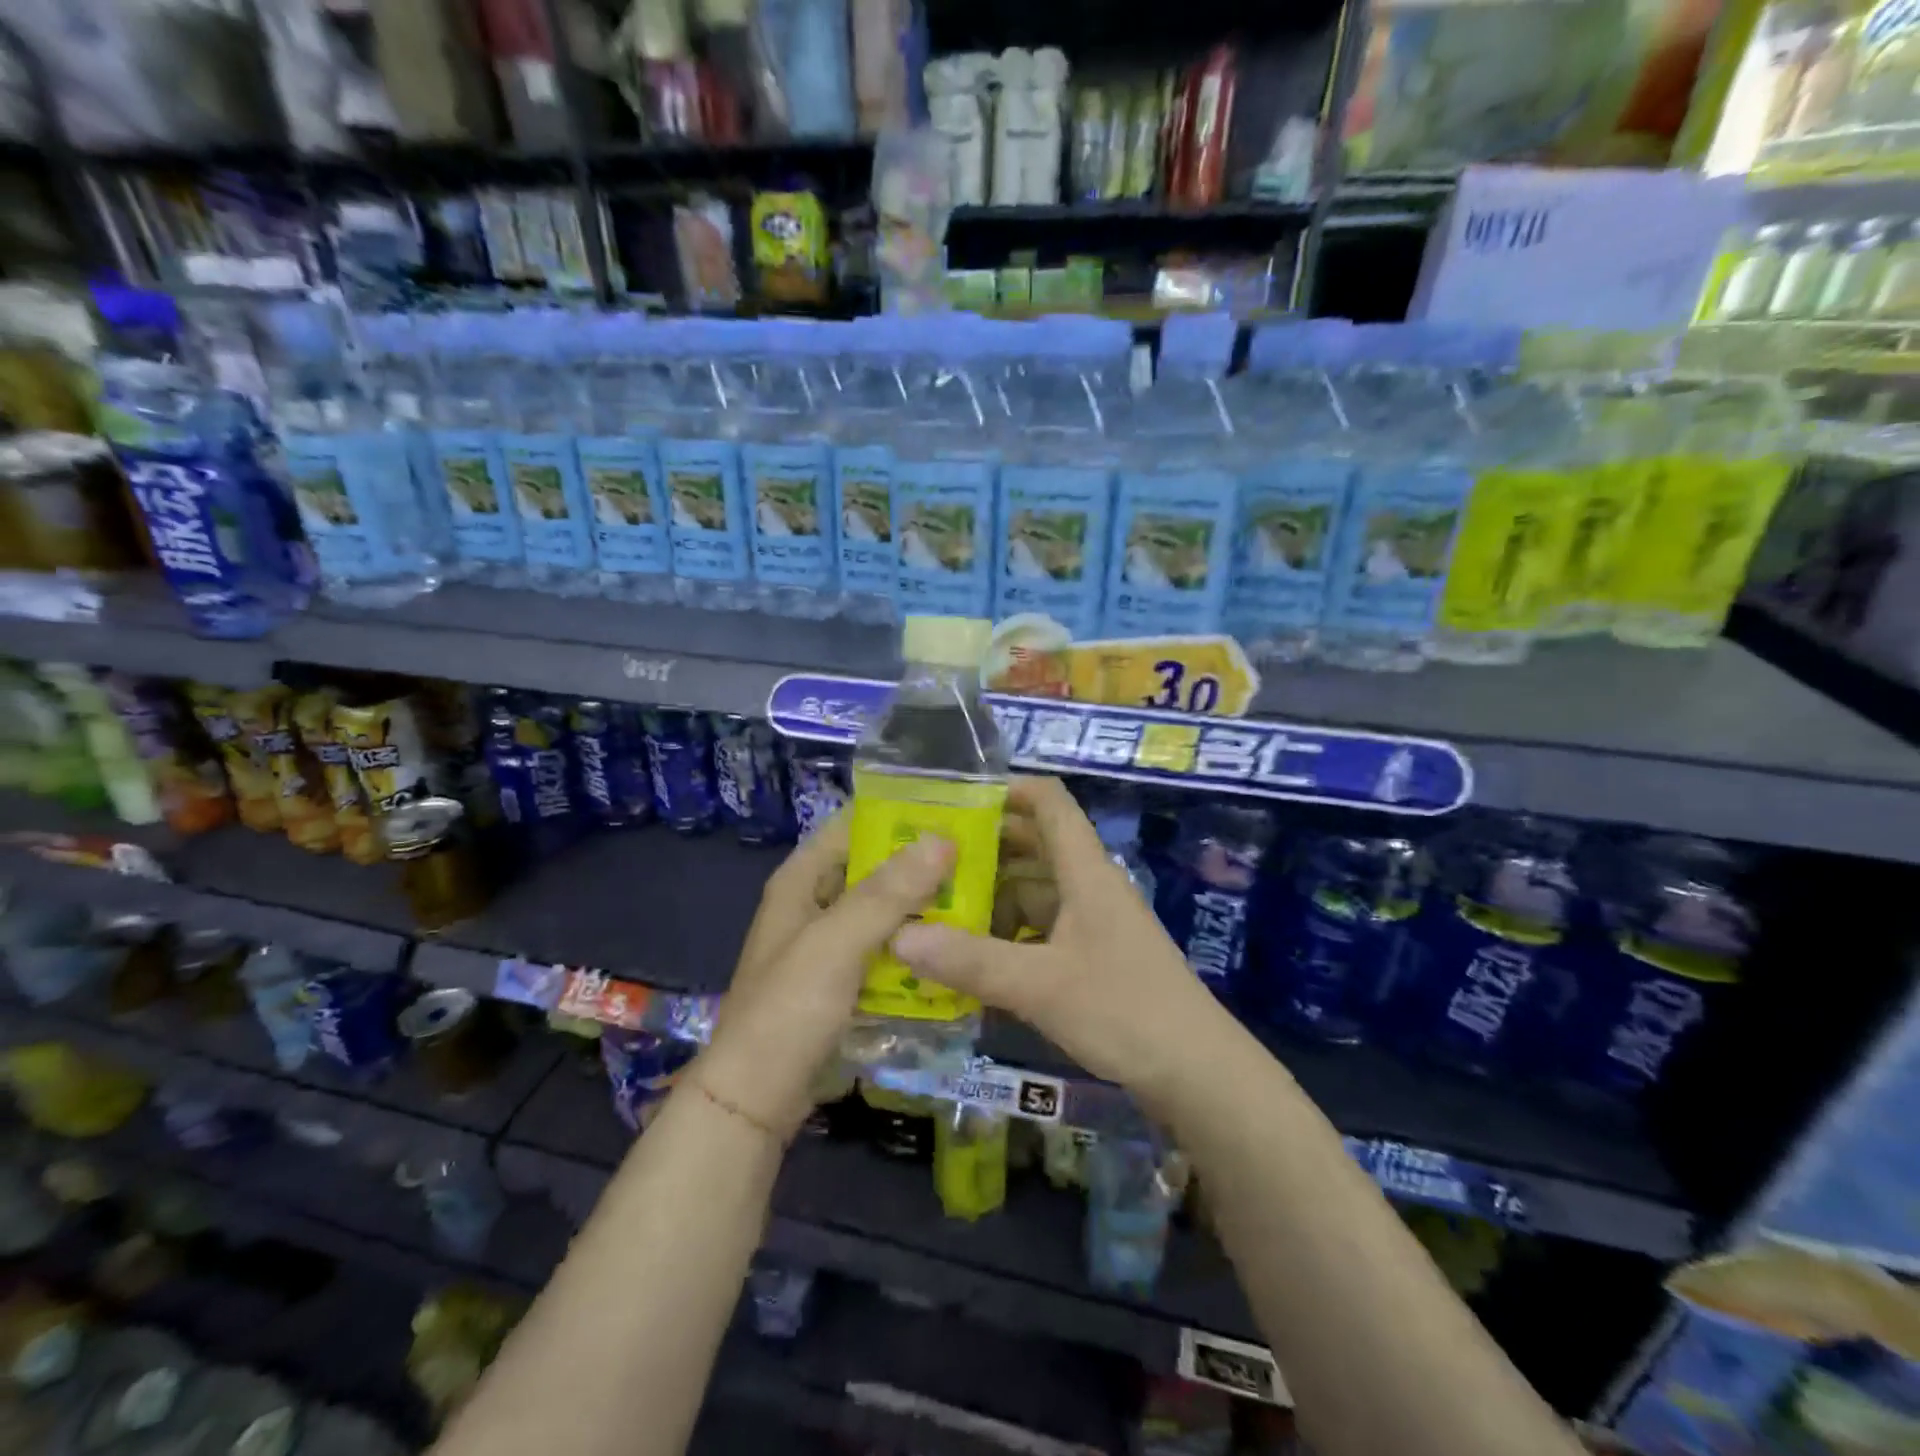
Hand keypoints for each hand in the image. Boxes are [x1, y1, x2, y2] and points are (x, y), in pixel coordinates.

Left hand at [696, 816, 954, 1137]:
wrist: (757, 1099)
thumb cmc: (789, 1009)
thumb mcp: (837, 943)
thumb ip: (887, 892)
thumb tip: (942, 840)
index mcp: (801, 881)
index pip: (851, 825)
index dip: (897, 813)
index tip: (952, 810)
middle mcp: (815, 903)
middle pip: (873, 868)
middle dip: (920, 863)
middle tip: (981, 856)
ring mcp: (830, 944)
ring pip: (884, 911)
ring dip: (922, 905)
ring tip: (980, 895)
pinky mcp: (844, 980)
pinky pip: (886, 949)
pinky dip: (913, 944)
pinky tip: (952, 945)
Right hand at [890, 776, 1230, 1111]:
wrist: (1196, 1073)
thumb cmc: (1123, 1011)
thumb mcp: (1038, 984)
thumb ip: (970, 960)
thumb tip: (898, 936)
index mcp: (1085, 871)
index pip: (1049, 802)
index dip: (1007, 789)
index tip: (954, 800)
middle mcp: (1089, 886)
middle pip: (1035, 844)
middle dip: (985, 847)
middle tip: (927, 859)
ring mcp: (1093, 922)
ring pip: (1035, 889)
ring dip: (993, 894)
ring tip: (939, 909)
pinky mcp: (1093, 956)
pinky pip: (1041, 927)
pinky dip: (1009, 932)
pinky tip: (975, 955)